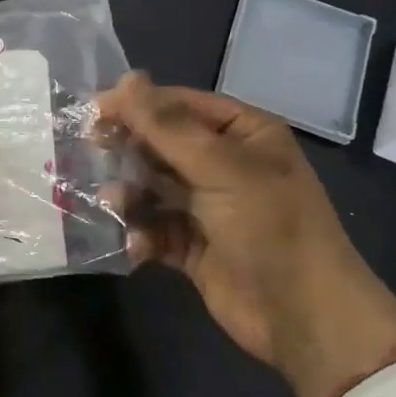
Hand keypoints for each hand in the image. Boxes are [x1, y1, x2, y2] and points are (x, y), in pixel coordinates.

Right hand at [98, 72, 395, 396]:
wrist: (304, 318)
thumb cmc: (269, 226)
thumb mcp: (219, 167)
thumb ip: (166, 125)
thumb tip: (125, 78)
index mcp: (244, 133)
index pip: (182, 105)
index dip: (139, 104)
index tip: (95, 110)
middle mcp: (226, 164)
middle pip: (164, 144)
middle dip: (130, 149)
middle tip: (91, 149)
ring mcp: (210, 207)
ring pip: (155, 186)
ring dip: (131, 193)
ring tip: (113, 203)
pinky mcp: (196, 246)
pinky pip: (158, 228)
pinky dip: (143, 233)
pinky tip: (137, 244)